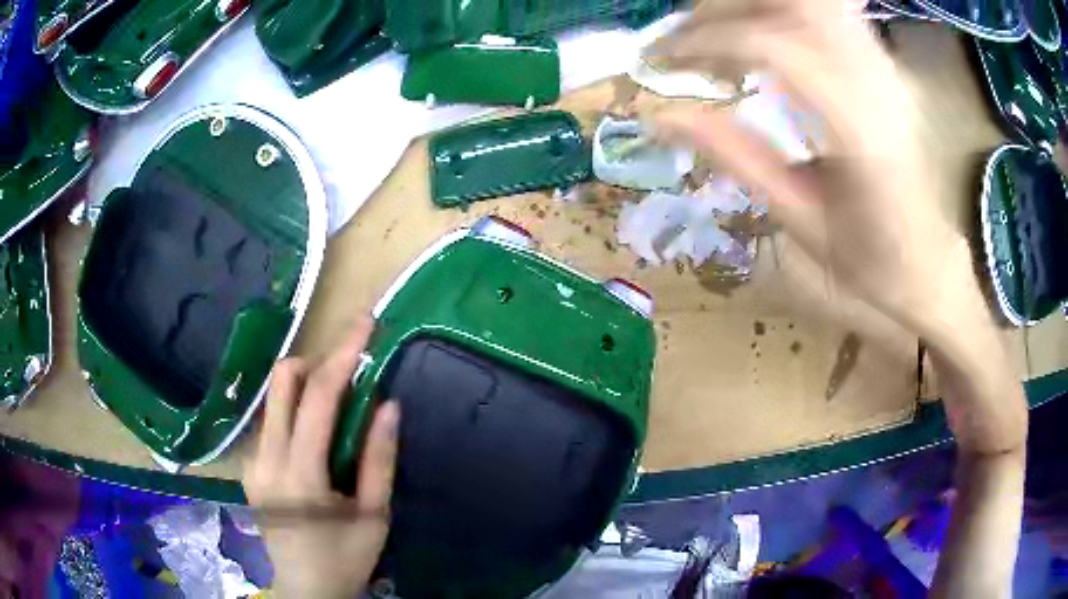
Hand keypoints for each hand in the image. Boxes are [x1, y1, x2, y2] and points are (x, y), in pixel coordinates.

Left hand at [243, 318, 398, 598]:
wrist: (304, 589)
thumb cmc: (345, 558)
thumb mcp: (374, 515)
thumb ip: (379, 459)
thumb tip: (388, 404)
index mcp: (299, 474)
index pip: (318, 399)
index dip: (343, 355)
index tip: (365, 324)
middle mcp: (265, 459)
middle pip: (282, 382)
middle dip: (317, 361)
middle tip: (350, 371)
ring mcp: (251, 462)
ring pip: (273, 398)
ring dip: (306, 387)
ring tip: (338, 407)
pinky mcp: (248, 467)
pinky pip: (271, 420)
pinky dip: (295, 411)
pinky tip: (316, 435)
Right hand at [647, 0, 962, 331]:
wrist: (929, 261)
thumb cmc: (870, 260)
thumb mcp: (800, 222)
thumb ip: (737, 157)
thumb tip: (662, 115)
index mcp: (861, 132)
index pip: (775, 47)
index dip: (709, 41)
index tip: (662, 60)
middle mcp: (878, 83)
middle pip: (795, 4)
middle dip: (726, 8)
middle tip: (685, 38)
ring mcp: (885, 66)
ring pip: (812, 0)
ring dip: (753, 7)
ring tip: (717, 35)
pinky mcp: (882, 62)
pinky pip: (828, 11)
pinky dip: (782, 13)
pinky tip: (760, 33)